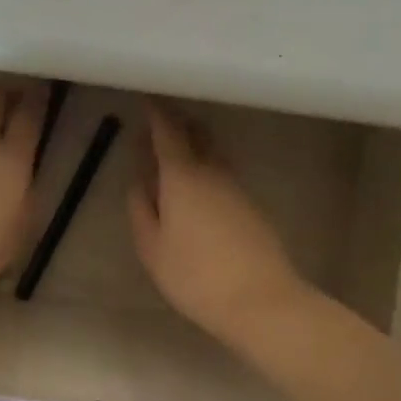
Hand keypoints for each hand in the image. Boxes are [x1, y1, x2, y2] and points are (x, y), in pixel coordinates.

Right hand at [129, 105, 308, 345]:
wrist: (262, 301)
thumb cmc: (196, 275)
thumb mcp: (152, 248)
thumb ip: (141, 209)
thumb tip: (138, 182)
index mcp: (182, 176)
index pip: (168, 132)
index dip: (157, 113)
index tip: (148, 99)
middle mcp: (212, 172)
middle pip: (197, 134)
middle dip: (179, 122)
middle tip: (161, 120)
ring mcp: (236, 188)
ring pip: (213, 153)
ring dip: (195, 144)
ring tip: (177, 151)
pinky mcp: (251, 207)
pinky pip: (223, 174)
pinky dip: (207, 168)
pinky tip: (200, 188)